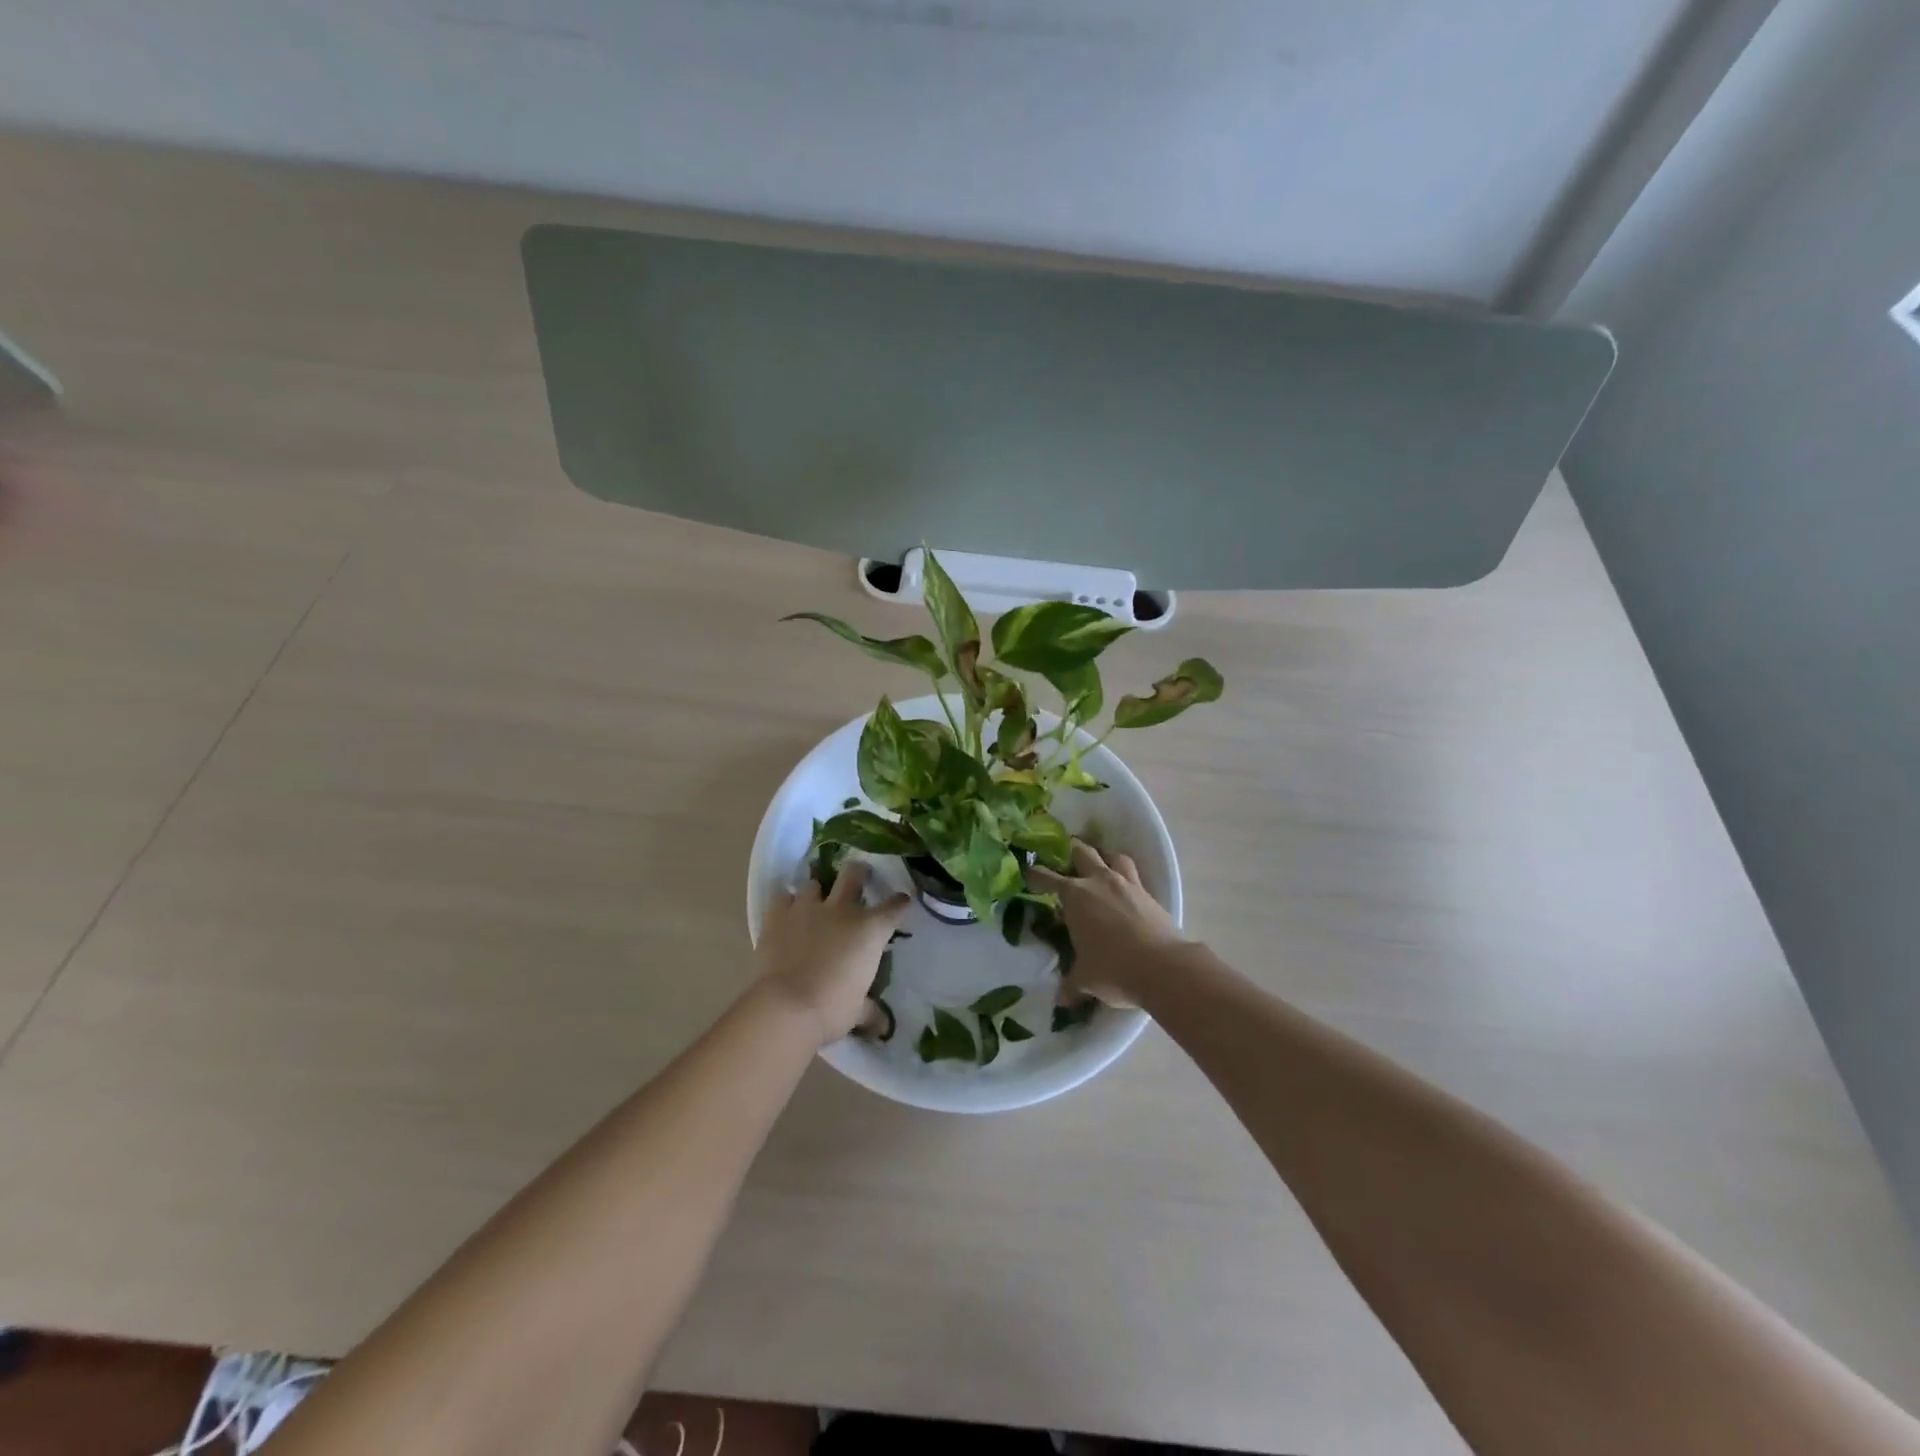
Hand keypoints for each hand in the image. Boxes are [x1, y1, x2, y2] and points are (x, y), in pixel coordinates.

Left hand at [756, 861, 909, 1047]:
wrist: (787, 1007)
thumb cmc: (832, 1009)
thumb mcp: (858, 1012)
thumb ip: (871, 1012)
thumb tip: (883, 1027)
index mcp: (870, 930)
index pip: (893, 907)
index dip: (900, 902)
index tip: (902, 900)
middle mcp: (842, 910)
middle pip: (854, 874)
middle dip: (859, 872)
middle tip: (860, 875)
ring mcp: (808, 908)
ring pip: (814, 882)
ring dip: (817, 890)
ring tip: (815, 901)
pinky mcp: (778, 915)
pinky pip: (783, 897)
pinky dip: (786, 903)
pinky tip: (786, 912)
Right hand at [1029, 841, 1187, 1006]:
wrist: (1163, 967)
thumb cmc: (1113, 969)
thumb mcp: (1085, 979)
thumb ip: (1071, 984)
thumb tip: (1061, 1000)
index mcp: (1074, 896)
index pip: (1046, 878)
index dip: (1035, 875)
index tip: (1029, 873)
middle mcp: (1098, 881)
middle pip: (1082, 853)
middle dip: (1071, 853)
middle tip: (1066, 860)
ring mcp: (1127, 884)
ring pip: (1113, 856)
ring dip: (1104, 858)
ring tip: (1101, 866)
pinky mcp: (1149, 894)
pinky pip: (1135, 875)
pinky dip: (1127, 877)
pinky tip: (1126, 890)